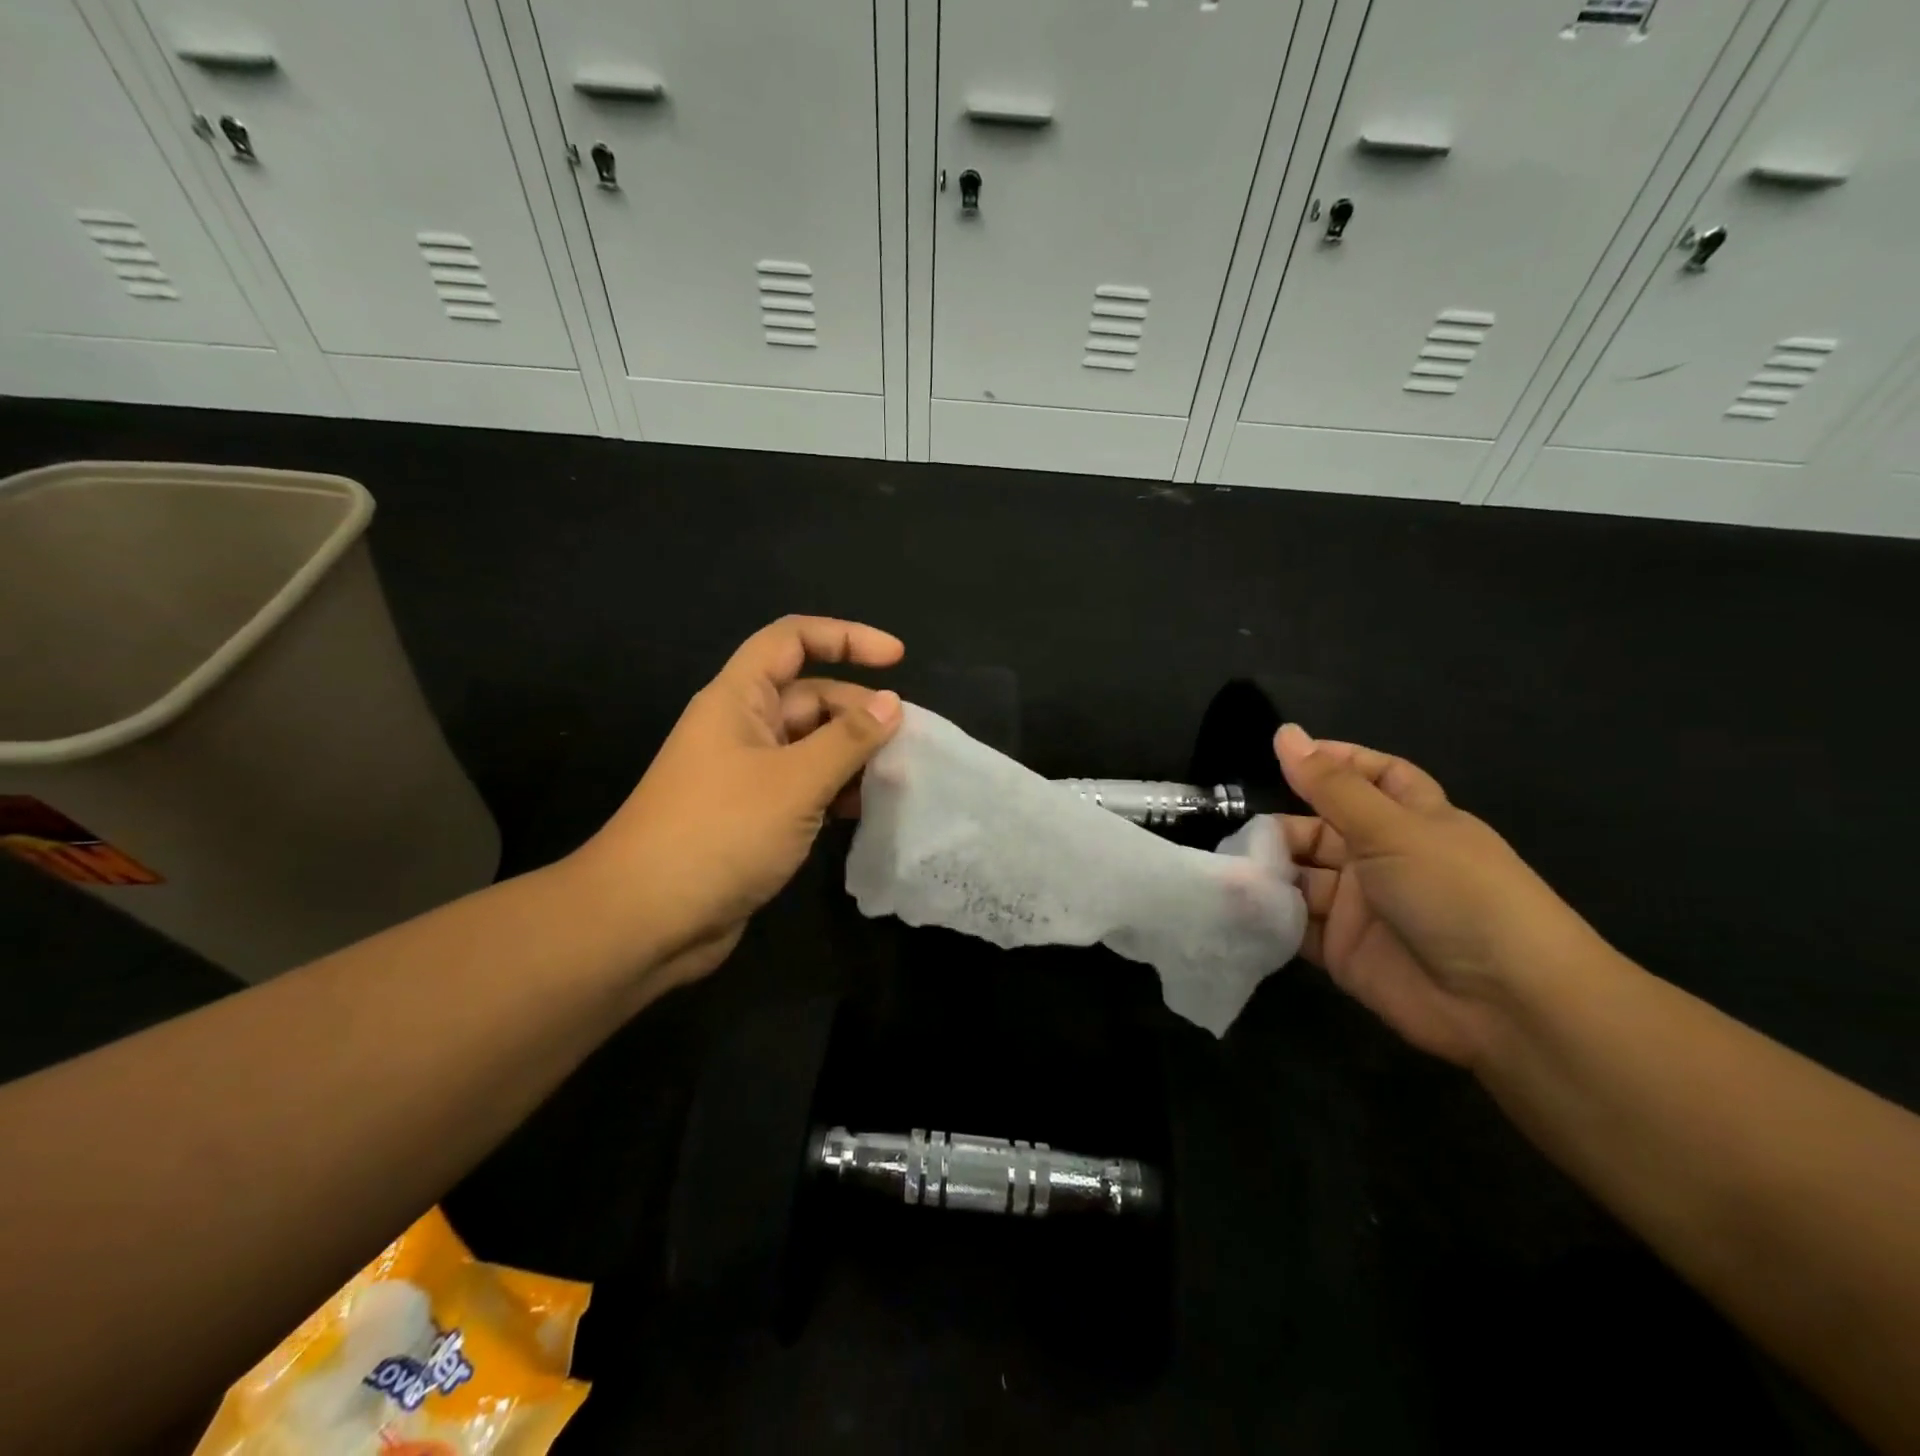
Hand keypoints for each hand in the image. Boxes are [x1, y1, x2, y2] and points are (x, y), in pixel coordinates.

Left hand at [572, 616, 903, 990]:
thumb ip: (848, 739)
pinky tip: (865, 813)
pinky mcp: (754, 816)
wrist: (646, 920)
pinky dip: (836, 792)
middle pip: (811, 697)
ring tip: (897, 780)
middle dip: (859, 713)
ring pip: (812, 746)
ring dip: (853, 757)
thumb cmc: (720, 832)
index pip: (793, 640)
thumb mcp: (795, 780)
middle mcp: (742, 728)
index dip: (846, 637)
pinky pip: (805, 787)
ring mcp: (747, 775)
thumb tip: (891, 702)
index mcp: (739, 699)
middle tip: (907, 744)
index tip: (897, 658)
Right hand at [1273, 724, 1609, 1066]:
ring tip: (1229, 874)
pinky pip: (1296, 924)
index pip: (1371, 776)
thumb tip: (1285, 732)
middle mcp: (1383, 858)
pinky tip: (1239, 906)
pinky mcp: (1342, 949)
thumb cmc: (1455, 893)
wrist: (1504, 1004)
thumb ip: (1330, 786)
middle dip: (1280, 829)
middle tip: (1239, 837)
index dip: (1332, 762)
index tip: (1281, 754)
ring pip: (1302, 877)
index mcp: (1410, 819)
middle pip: (1320, 829)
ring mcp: (1361, 906)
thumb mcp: (1392, 829)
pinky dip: (1268, 915)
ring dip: (1269, 873)